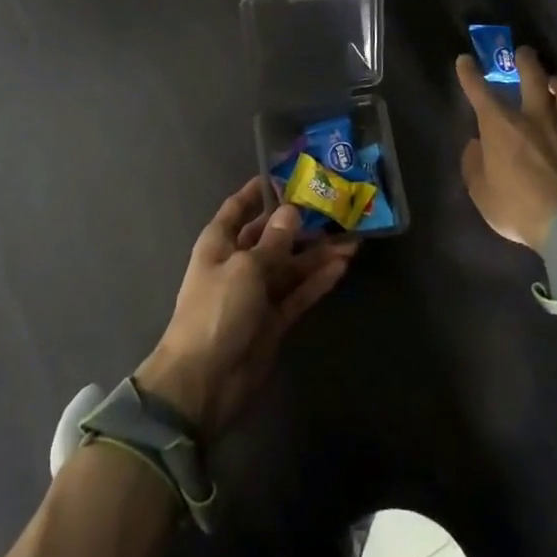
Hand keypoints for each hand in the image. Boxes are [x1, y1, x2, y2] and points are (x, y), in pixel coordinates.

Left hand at [136, 179, 357, 437]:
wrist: (204, 382)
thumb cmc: (217, 311)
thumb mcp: (245, 268)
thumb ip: (273, 241)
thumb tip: (291, 211)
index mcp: (219, 243)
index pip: (238, 208)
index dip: (258, 191)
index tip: (285, 174)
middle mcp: (238, 262)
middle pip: (272, 236)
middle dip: (300, 223)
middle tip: (334, 205)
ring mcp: (257, 293)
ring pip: (291, 265)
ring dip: (318, 253)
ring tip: (352, 236)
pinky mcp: (274, 320)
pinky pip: (299, 293)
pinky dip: (318, 280)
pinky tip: (343, 265)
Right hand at [457, 46, 556, 250]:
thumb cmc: (520, 209)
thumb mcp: (482, 194)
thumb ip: (474, 165)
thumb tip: (476, 146)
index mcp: (501, 125)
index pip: (479, 90)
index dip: (469, 73)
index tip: (464, 59)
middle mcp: (535, 115)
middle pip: (531, 73)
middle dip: (525, 59)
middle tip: (523, 53)